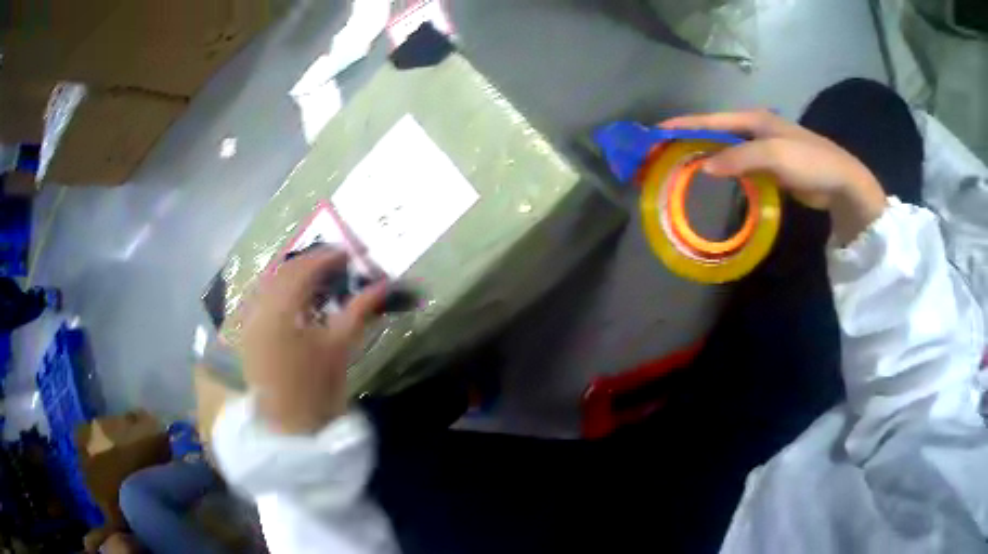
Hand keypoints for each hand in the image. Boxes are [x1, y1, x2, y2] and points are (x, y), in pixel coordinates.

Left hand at [240, 248, 386, 434]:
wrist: (290, 427)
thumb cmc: (317, 389)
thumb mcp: (340, 346)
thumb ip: (360, 310)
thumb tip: (384, 285)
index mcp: (279, 310)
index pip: (302, 270)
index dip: (326, 257)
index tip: (348, 253)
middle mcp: (257, 308)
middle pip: (283, 272)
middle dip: (310, 264)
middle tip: (336, 265)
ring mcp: (248, 321)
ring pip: (270, 284)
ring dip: (294, 276)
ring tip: (319, 281)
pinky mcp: (247, 334)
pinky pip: (262, 299)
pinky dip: (281, 292)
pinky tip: (297, 301)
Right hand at [660, 110, 886, 243]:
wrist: (840, 182)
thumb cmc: (809, 161)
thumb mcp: (774, 156)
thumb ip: (739, 159)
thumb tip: (704, 168)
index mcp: (753, 119)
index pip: (711, 120)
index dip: (684, 125)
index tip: (656, 132)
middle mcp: (754, 129)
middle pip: (715, 133)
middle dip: (690, 141)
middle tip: (665, 153)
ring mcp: (763, 148)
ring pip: (727, 151)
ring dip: (706, 157)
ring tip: (682, 168)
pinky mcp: (770, 167)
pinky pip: (740, 167)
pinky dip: (725, 172)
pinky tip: (714, 182)